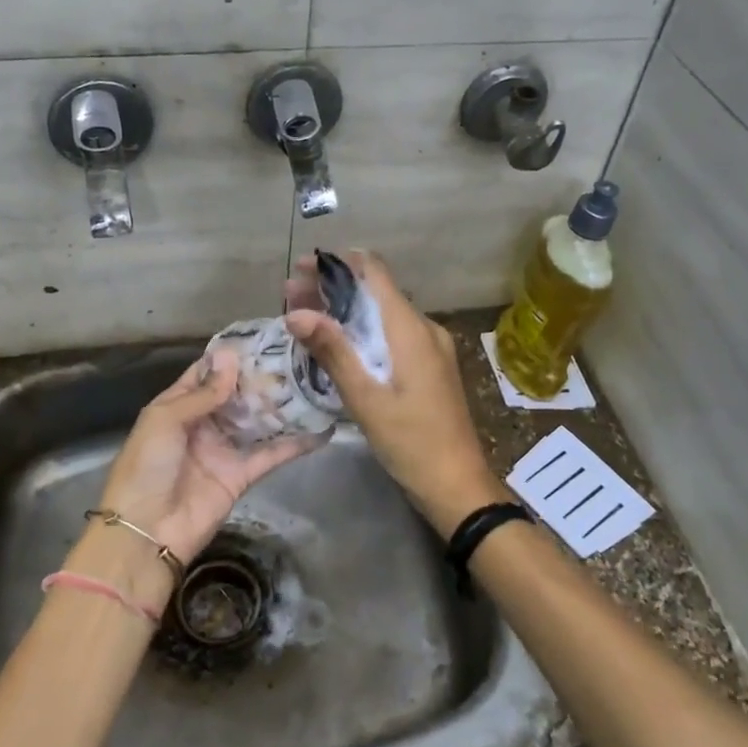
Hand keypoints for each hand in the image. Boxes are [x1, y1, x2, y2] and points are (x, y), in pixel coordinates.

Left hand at [98, 350, 327, 564]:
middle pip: (237, 395)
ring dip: (281, 405)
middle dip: (262, 378)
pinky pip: (271, 454)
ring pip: (258, 421)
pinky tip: (321, 429)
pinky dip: (295, 444)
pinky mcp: (242, 475)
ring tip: (313, 382)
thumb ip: (202, 393)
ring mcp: (224, 449)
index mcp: (178, 406)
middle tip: (298, 356)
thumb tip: (231, 357)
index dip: (231, 357)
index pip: (206, 374)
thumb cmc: (146, 467)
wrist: (145, 532)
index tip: (264, 337)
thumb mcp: (165, 420)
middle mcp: (204, 424)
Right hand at [284, 251, 507, 536]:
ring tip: (303, 316)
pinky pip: (391, 336)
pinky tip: (335, 345)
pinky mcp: (428, 367)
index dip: (336, 262)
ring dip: (344, 311)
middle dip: (332, 287)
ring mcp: (430, 348)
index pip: (374, 272)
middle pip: (375, 291)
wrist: (457, 484)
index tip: (302, 268)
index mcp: (411, 329)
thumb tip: (296, 312)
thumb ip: (333, 351)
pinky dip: (361, 332)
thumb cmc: (411, 442)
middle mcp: (424, 328)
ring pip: (381, 314)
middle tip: (290, 295)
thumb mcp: (366, 398)